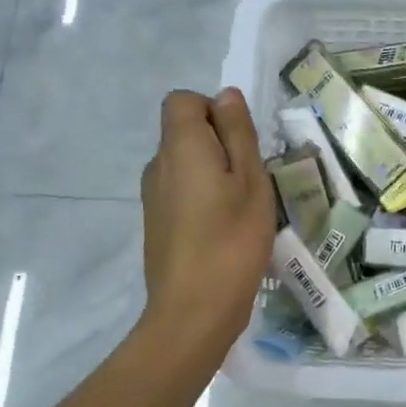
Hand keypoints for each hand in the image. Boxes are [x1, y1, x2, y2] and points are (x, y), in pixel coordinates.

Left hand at [138, 88, 275, 360]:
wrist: (193, 311)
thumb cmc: (231, 240)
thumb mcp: (250, 180)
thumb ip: (237, 133)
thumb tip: (225, 95)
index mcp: (179, 147)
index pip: (182, 100)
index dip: (214, 110)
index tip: (241, 143)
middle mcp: (157, 166)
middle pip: (184, 133)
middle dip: (220, 145)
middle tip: (252, 180)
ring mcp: (153, 197)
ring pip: (186, 166)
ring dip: (215, 175)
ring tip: (243, 209)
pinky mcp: (157, 224)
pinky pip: (182, 192)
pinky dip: (204, 199)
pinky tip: (226, 231)